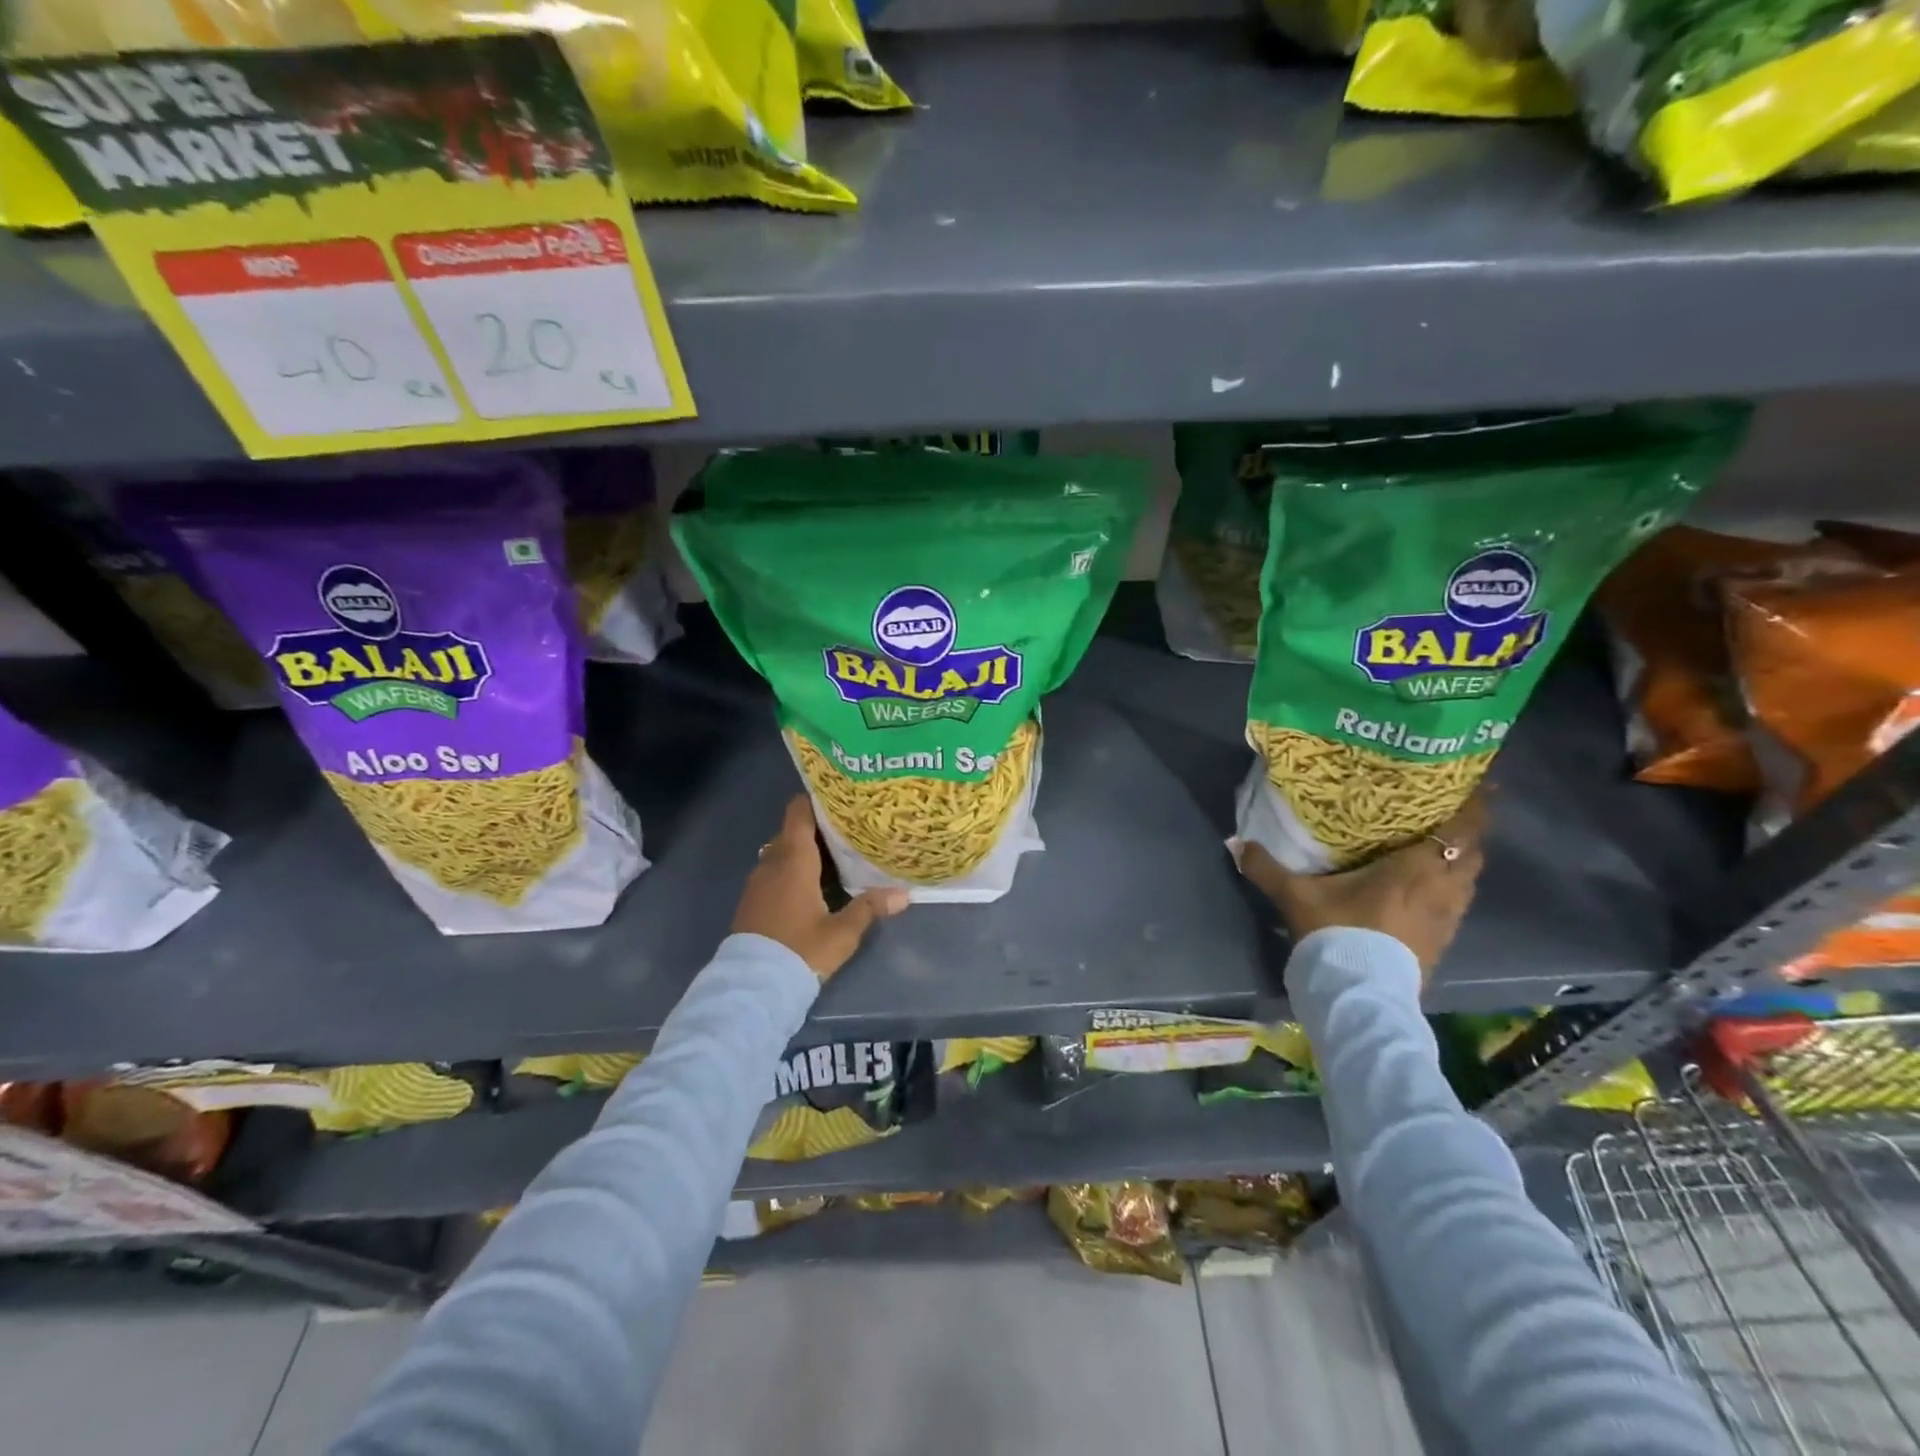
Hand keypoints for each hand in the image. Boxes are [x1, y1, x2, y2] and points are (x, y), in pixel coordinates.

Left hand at [732, 796, 908, 979]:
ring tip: (834, 855)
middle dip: (817, 828)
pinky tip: (811, 884)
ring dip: (803, 851)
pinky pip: (773, 871)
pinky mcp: (751, 900)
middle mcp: (772, 863)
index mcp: (793, 861)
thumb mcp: (842, 933)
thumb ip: (870, 908)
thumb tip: (904, 894)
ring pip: (782, 852)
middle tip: (848, 829)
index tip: (839, 799)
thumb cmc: (800, 950)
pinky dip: (790, 869)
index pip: (798, 813)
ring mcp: (757, 882)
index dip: (816, 801)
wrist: (753, 985)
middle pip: (792, 831)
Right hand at [1230, 790, 1488, 975]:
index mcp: (1416, 870)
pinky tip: (1430, 892)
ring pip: (1468, 882)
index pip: (1460, 831)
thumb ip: (1267, 868)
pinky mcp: (1442, 944)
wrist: (1359, 994)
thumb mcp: (1296, 896)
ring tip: (1443, 849)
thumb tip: (1235, 842)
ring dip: (1461, 863)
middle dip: (1469, 833)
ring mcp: (1447, 920)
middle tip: (1453, 813)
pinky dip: (1451, 890)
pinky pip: (1457, 906)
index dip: (1474, 807)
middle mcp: (1442, 890)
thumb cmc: (1338, 933)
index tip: (1480, 786)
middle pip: (1473, 854)